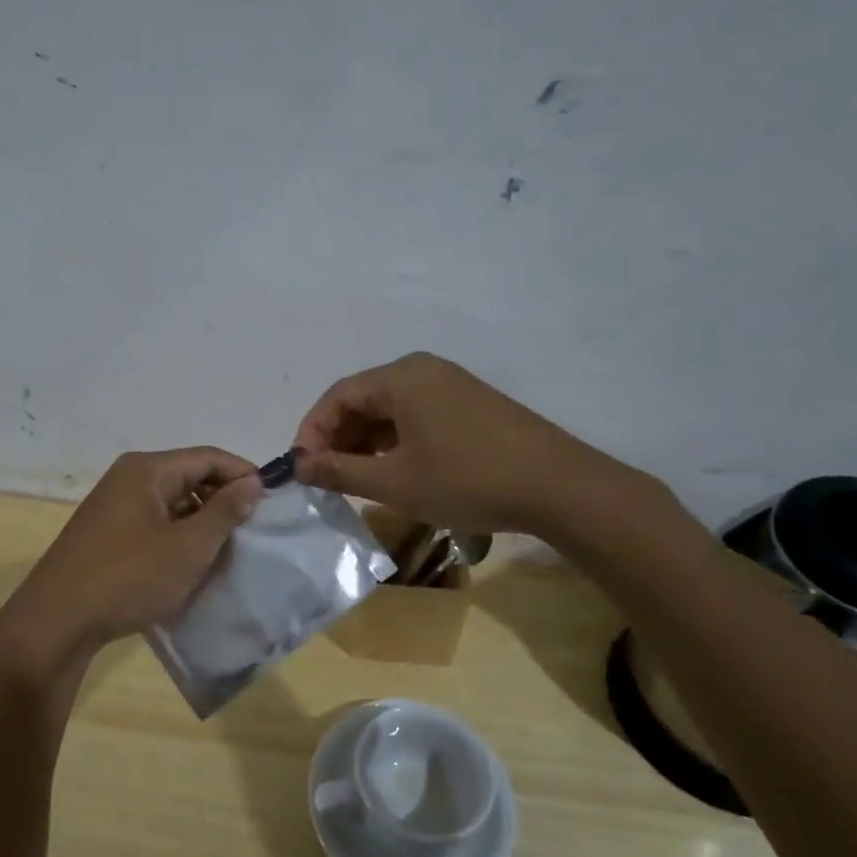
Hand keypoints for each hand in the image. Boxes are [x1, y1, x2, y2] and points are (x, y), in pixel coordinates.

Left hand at [0, 448, 263, 677]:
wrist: (55, 622)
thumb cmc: (128, 578)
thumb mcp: (188, 547)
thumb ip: (225, 511)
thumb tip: (253, 482)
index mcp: (147, 469)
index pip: (208, 457)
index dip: (243, 474)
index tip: (272, 500)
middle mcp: (128, 478)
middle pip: (189, 476)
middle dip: (223, 499)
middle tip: (252, 529)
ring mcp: (113, 505)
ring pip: (171, 502)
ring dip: (201, 521)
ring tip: (226, 550)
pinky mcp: (105, 533)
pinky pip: (153, 522)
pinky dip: (177, 535)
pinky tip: (190, 563)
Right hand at [292, 352, 634, 534]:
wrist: (558, 487)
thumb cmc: (466, 479)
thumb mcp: (394, 482)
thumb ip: (339, 471)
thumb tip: (298, 465)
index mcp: (401, 376)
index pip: (338, 396)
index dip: (312, 432)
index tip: (301, 469)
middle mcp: (424, 370)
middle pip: (364, 399)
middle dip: (338, 438)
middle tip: (325, 478)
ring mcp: (451, 385)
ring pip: (390, 409)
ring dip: (366, 442)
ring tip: (354, 480)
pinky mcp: (470, 405)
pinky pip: (416, 416)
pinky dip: (395, 442)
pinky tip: (394, 472)